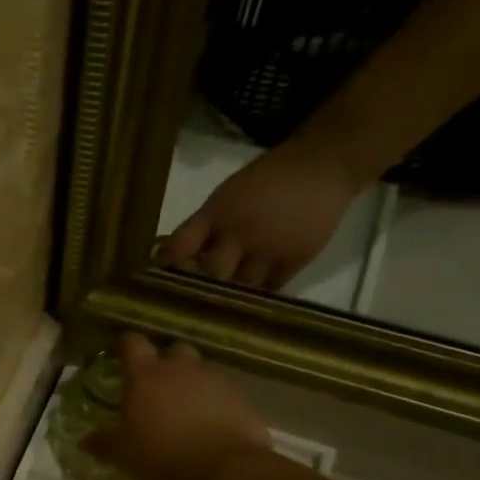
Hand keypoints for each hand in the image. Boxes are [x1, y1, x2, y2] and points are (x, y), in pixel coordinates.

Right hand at [82, 334, 271, 479]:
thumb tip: (84, 441)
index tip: (119, 353)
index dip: (125, 345)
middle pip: (174, 350)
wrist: (223, 474)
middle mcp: (181, 369)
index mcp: (145, 376)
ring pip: (201, 372)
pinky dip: (216, 404)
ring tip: (185, 411)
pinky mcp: (242, 400)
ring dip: (192, 385)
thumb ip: (104, 443)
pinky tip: (210, 427)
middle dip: (166, 363)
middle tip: (157, 386)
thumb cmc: (160, 458)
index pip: (132, 343)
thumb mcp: (123, 455)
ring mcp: (215, 382)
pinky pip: (224, 394)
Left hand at [159, 142, 369, 288]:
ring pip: (240, 289)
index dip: (167, 265)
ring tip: (216, 313)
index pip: (180, 245)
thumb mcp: (226, 195)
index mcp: (216, 214)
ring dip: (228, 300)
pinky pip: (269, 290)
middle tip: (186, 305)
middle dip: (198, 290)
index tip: (156, 280)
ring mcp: (268, 250)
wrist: (324, 166)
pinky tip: (246, 306)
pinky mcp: (294, 261)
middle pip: (211, 274)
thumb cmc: (268, 178)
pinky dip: (255, 299)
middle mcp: (239, 234)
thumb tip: (177, 255)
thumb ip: (204, 226)